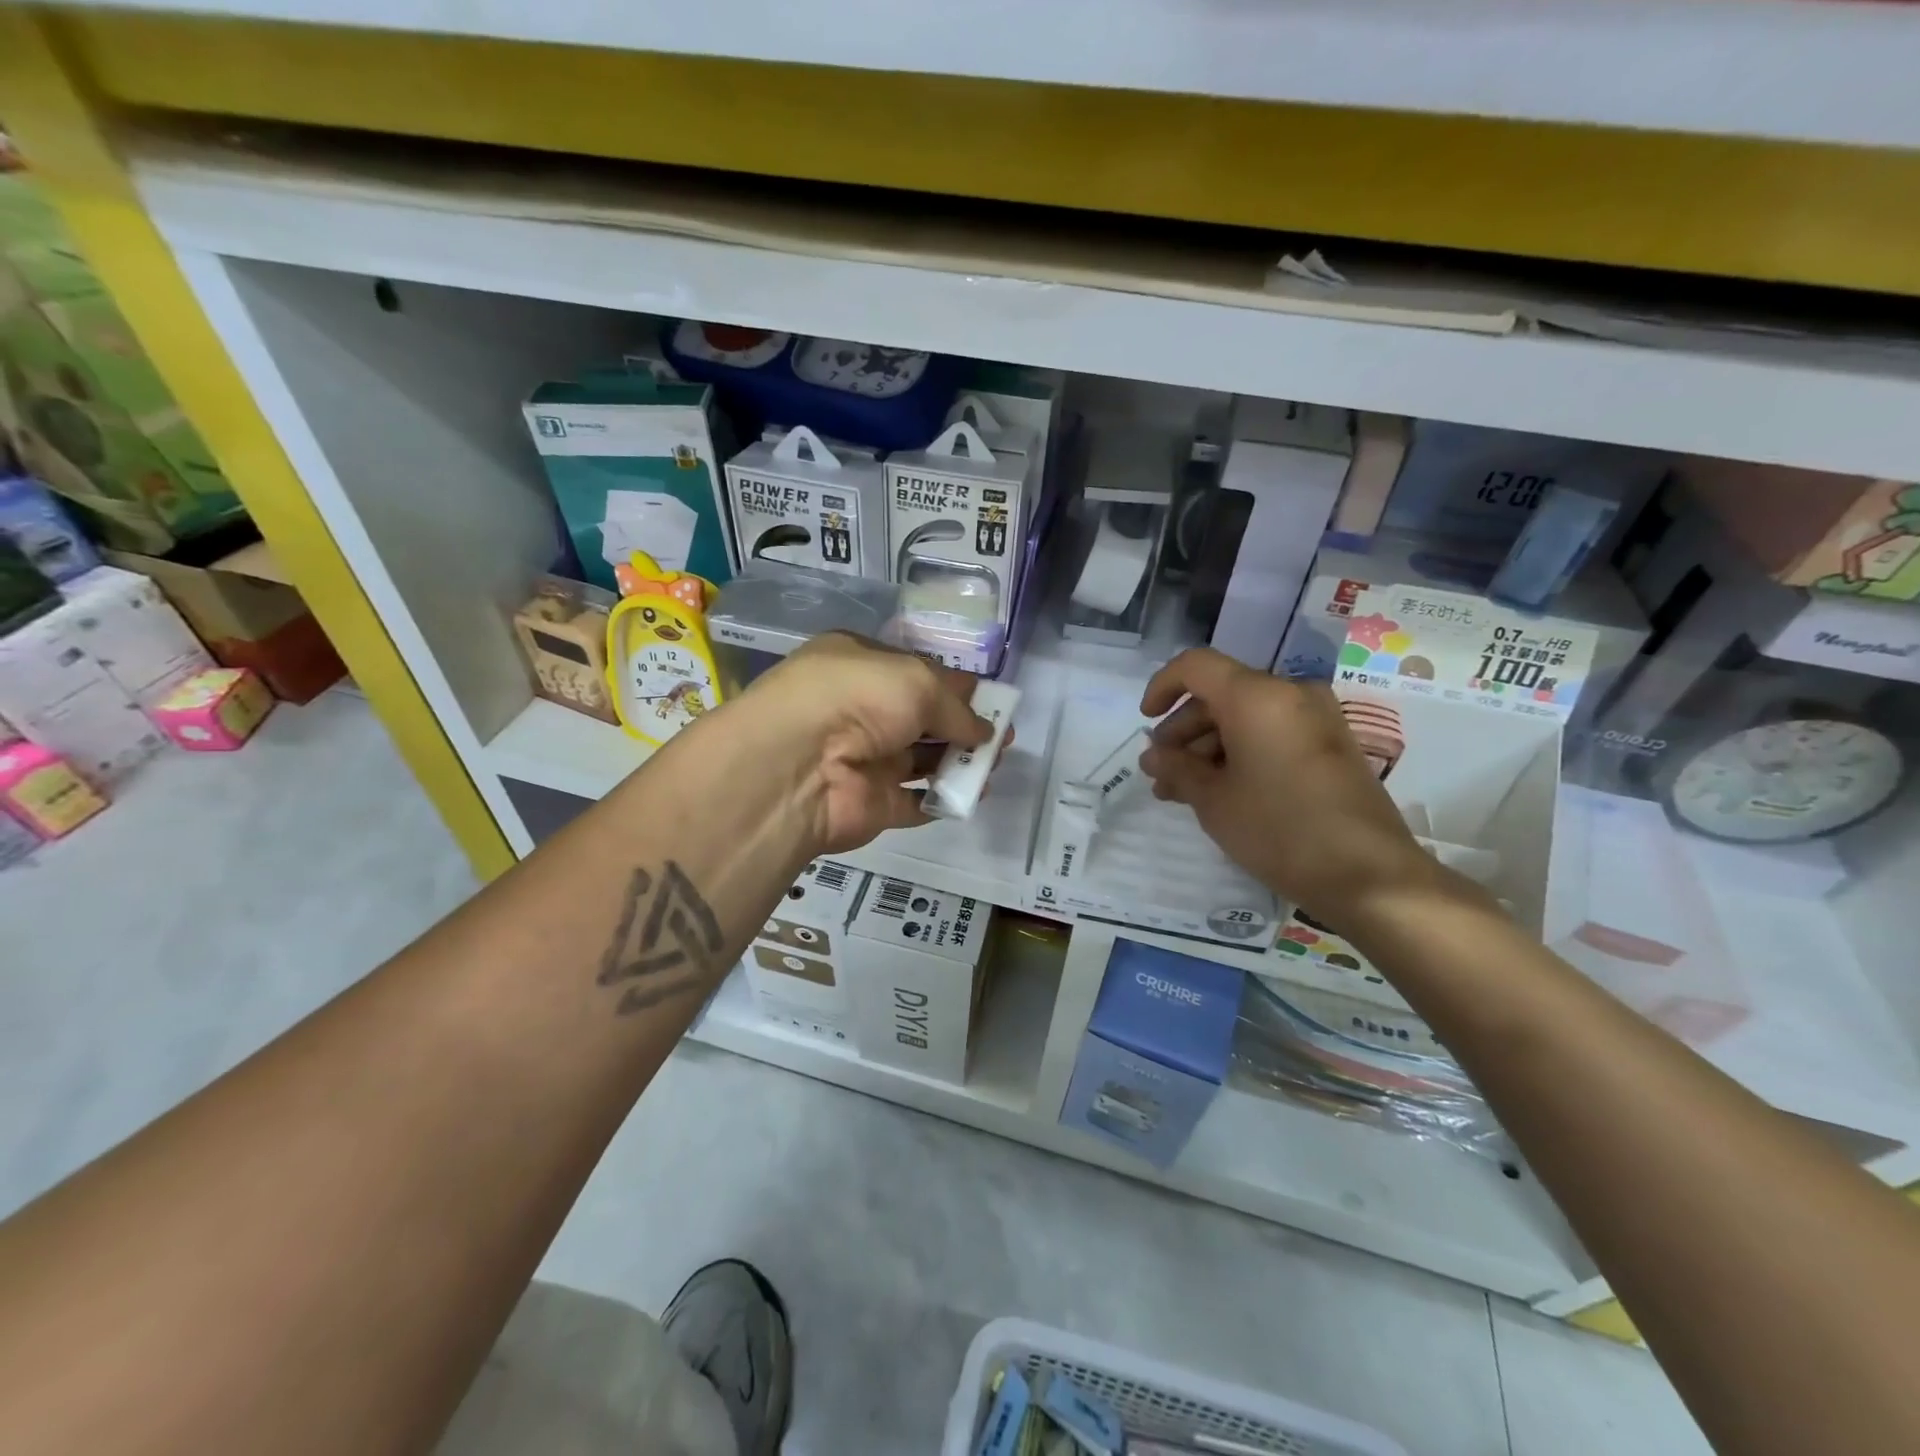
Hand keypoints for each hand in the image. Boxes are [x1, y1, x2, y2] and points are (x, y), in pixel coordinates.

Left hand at [742, 633, 990, 854]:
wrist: (800, 766)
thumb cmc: (858, 698)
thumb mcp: (917, 681)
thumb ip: (957, 706)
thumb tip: (984, 730)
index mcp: (861, 664)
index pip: (917, 672)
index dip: (957, 686)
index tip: (994, 701)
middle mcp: (860, 709)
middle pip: (922, 718)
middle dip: (964, 727)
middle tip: (1002, 738)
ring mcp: (863, 759)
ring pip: (921, 760)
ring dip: (958, 763)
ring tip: (994, 766)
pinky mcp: (869, 803)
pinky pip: (914, 802)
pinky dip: (942, 801)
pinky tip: (971, 797)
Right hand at [1137, 648, 1444, 927]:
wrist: (1370, 875)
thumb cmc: (1279, 829)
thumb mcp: (1213, 800)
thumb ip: (1176, 768)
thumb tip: (1153, 756)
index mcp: (1257, 696)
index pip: (1196, 666)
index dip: (1162, 686)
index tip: (1145, 721)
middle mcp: (1290, 694)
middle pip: (1221, 695)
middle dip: (1183, 731)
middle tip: (1160, 773)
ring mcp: (1316, 719)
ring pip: (1245, 718)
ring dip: (1209, 748)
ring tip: (1183, 791)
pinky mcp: (1331, 746)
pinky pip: (1272, 734)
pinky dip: (1241, 753)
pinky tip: (1221, 791)